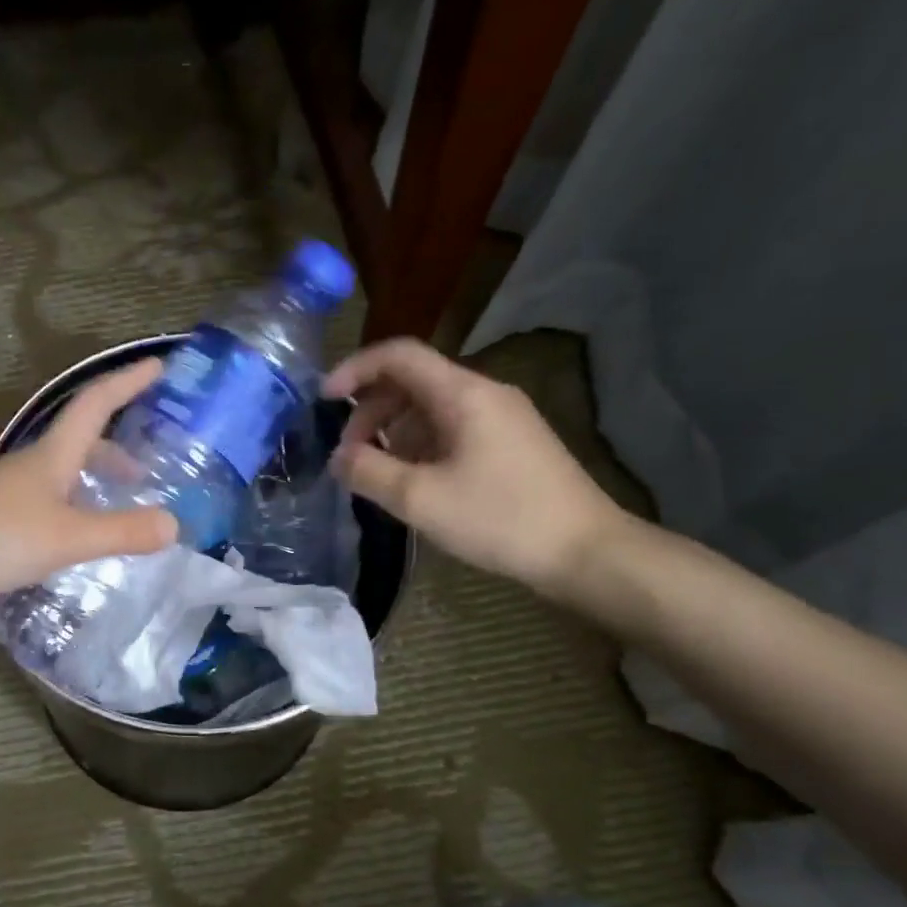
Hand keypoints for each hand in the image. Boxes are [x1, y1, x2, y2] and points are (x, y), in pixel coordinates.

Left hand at [0, 360, 178, 601]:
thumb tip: (173, 524)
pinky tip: (79, 536)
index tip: (160, 366)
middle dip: (119, 446)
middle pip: (82, 439)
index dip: (128, 382)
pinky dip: (76, 504)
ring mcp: (12, 490)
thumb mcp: (66, 538)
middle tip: (149, 468)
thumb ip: (120, 532)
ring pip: (65, 471)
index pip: (96, 404)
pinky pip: (51, 498)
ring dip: (97, 478)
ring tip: (121, 507)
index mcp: (53, 456)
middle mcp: (33, 465)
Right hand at [324, 339, 630, 595]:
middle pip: (412, 382)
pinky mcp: (509, 443)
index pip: (399, 356)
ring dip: (392, 433)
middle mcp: (483, 393)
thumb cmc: (499, 518)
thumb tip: (337, 458)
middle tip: (348, 456)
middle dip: (370, 412)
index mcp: (463, 394)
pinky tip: (411, 482)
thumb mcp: (420, 499)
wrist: (584, 551)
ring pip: (430, 408)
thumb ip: (368, 472)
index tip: (323, 401)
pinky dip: (418, 446)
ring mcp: (500, 418)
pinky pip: (450, 429)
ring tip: (375, 475)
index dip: (354, 370)